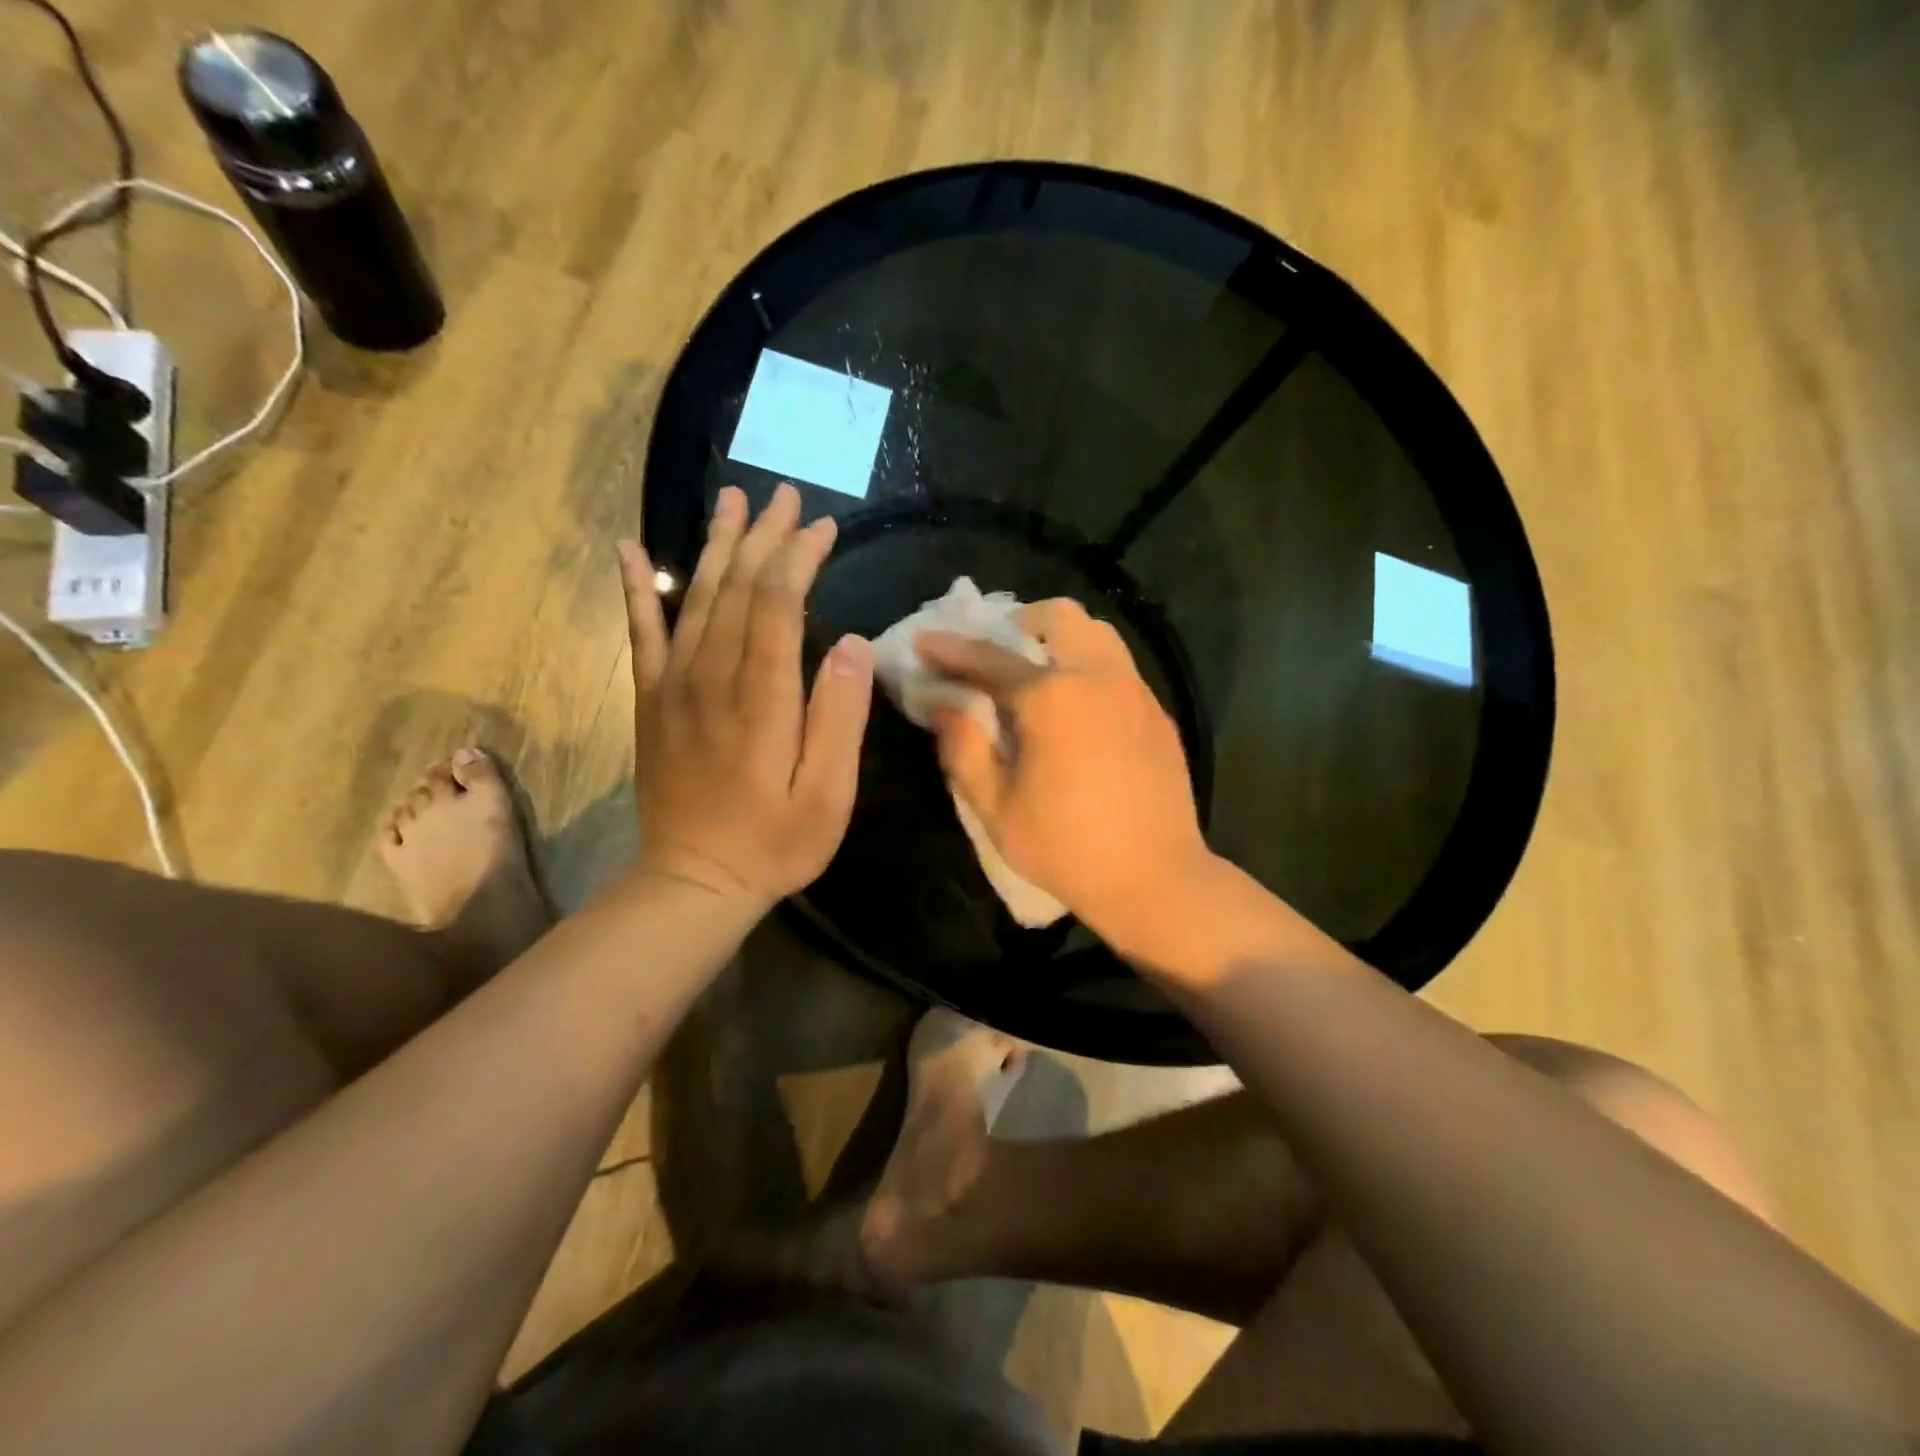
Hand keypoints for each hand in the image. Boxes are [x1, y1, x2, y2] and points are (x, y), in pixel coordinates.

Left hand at [620, 483, 874, 905]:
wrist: (693, 882)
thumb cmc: (774, 844)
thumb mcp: (828, 795)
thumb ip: (839, 718)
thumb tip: (849, 644)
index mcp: (760, 699)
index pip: (776, 604)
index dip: (799, 558)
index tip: (823, 528)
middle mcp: (711, 679)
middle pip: (737, 589)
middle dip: (764, 537)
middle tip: (786, 496)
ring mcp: (674, 687)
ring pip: (695, 598)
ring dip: (717, 546)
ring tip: (733, 502)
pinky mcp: (652, 701)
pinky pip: (641, 634)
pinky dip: (635, 588)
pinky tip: (630, 550)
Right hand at [917, 599, 1211, 945]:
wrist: (1155, 878)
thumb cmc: (1065, 846)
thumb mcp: (995, 805)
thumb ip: (963, 746)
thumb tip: (943, 704)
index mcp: (1052, 697)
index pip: (989, 657)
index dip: (950, 649)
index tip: (924, 642)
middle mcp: (1098, 677)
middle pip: (1060, 617)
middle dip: (1020, 621)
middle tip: (998, 651)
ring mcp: (1136, 692)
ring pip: (1099, 634)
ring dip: (1062, 639)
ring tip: (1040, 673)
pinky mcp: (1158, 714)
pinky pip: (1119, 668)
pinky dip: (1090, 668)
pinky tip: (1079, 711)